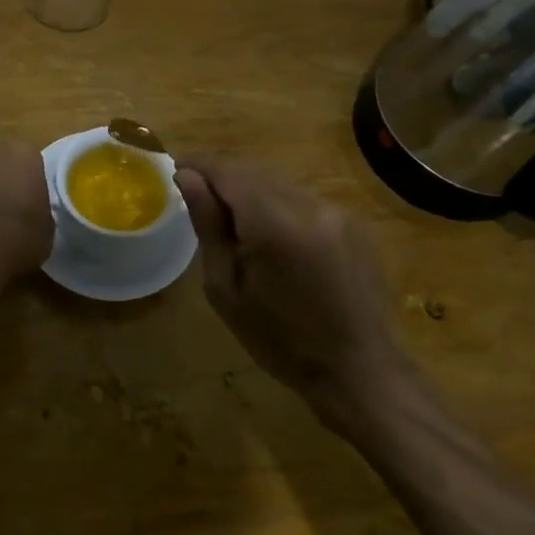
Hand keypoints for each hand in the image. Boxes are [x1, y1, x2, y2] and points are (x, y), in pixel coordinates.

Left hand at [0, 141, 53, 278]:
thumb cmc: (22, 236)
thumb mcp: (48, 223)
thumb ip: (39, 204)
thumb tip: (32, 208)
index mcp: (22, 154)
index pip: (32, 155)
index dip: (34, 174)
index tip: (37, 193)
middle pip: (3, 157)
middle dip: (9, 174)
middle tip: (19, 199)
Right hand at [176, 157, 403, 421]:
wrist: (359, 370)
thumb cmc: (280, 340)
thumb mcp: (226, 289)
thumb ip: (208, 226)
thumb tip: (187, 177)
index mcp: (275, 224)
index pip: (228, 171)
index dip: (198, 164)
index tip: (174, 170)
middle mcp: (310, 205)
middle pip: (254, 171)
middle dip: (222, 178)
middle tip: (196, 198)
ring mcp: (337, 211)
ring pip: (279, 183)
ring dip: (250, 191)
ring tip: (232, 221)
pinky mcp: (354, 222)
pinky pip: (304, 200)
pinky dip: (278, 206)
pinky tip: (272, 238)